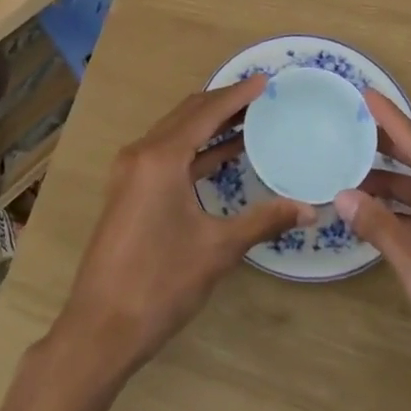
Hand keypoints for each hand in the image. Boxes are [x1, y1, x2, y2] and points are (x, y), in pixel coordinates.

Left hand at [54, 76, 314, 381]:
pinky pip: (167, 153)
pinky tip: (222, 155)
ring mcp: (131, 171)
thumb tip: (309, 209)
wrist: (100, 330)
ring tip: (248, 119)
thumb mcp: (217, 249)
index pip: (205, 112)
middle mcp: (142, 153)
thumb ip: (263, 221)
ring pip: (175, 133)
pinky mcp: (129, 190)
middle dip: (223, 103)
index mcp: (161, 157)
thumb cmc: (160, 284)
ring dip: (209, 125)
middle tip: (261, 97)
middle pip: (187, 114)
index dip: (237, 94)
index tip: (265, 81)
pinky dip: (195, 148)